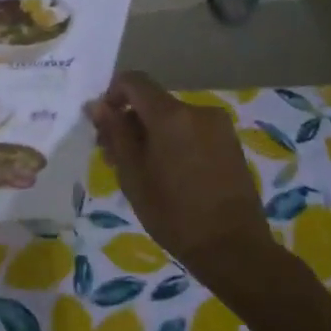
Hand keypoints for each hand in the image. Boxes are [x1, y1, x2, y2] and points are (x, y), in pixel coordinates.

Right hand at [86, 71, 272, 268]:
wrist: (233, 248)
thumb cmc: (173, 213)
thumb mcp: (132, 174)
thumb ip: (115, 133)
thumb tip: (97, 105)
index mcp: (171, 115)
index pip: (134, 81)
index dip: (112, 95)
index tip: (103, 125)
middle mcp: (198, 111)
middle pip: (153, 102)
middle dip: (129, 121)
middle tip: (114, 156)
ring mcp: (219, 127)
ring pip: (172, 119)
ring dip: (151, 135)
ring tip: (140, 171)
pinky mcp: (230, 145)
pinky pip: (191, 131)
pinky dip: (173, 142)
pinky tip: (167, 175)